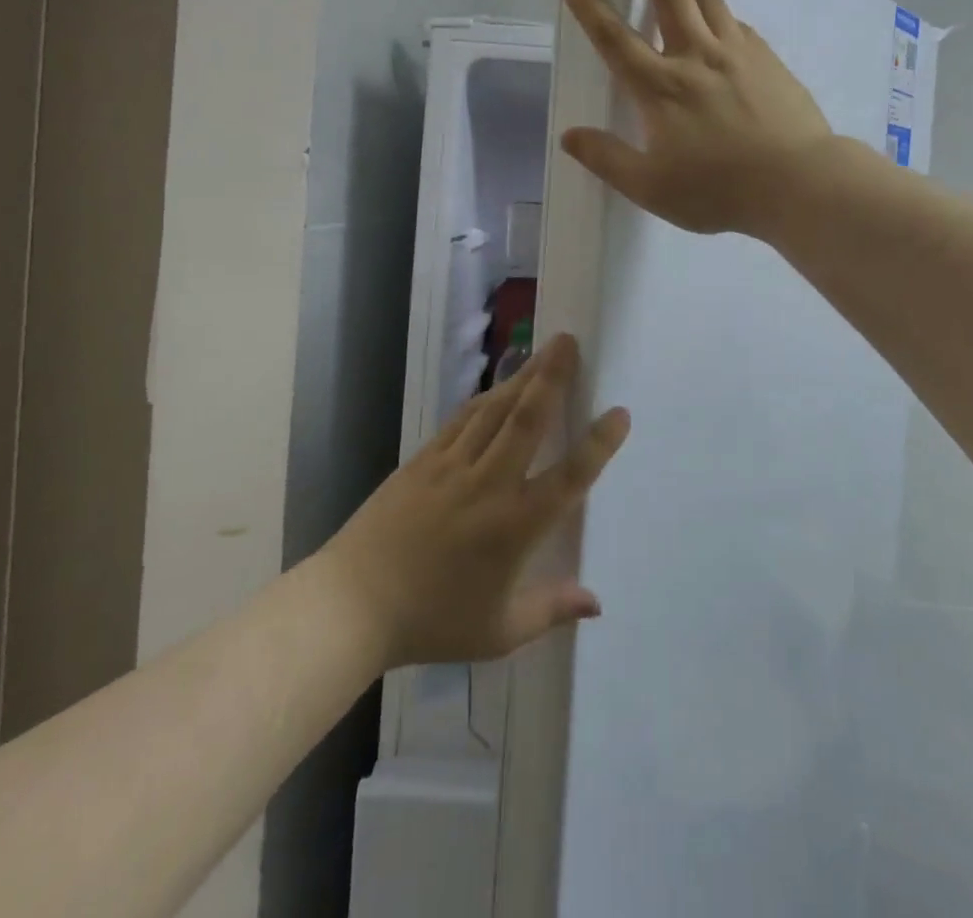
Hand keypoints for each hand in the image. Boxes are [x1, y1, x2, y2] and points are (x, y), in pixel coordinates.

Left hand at [321, 334, 628, 668]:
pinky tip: (497, 387)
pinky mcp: (424, 460)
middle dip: (552, 377)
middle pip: (528, 419)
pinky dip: (485, 398)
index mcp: (516, 525)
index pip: (569, 476)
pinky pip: (462, 419)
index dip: (598, 443)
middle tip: (569, 341)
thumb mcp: (499, 631)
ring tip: (544, 351)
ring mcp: (453, 466)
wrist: (352, 604)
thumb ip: (551, 610)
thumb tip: (597, 602)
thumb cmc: (432, 622)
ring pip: (495, 410)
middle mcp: (489, 484)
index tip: (620, 411)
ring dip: (523, 377)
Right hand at [561, 0, 833, 237]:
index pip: (615, 39)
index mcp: (661, 88)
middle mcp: (696, 58)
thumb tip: (570, 135)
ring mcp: (737, 54)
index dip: (590, 8)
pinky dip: (721, 6)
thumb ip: (608, 159)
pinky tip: (719, 5)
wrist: (798, 183)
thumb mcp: (651, 187)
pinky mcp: (767, 60)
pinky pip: (737, 23)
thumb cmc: (719, 190)